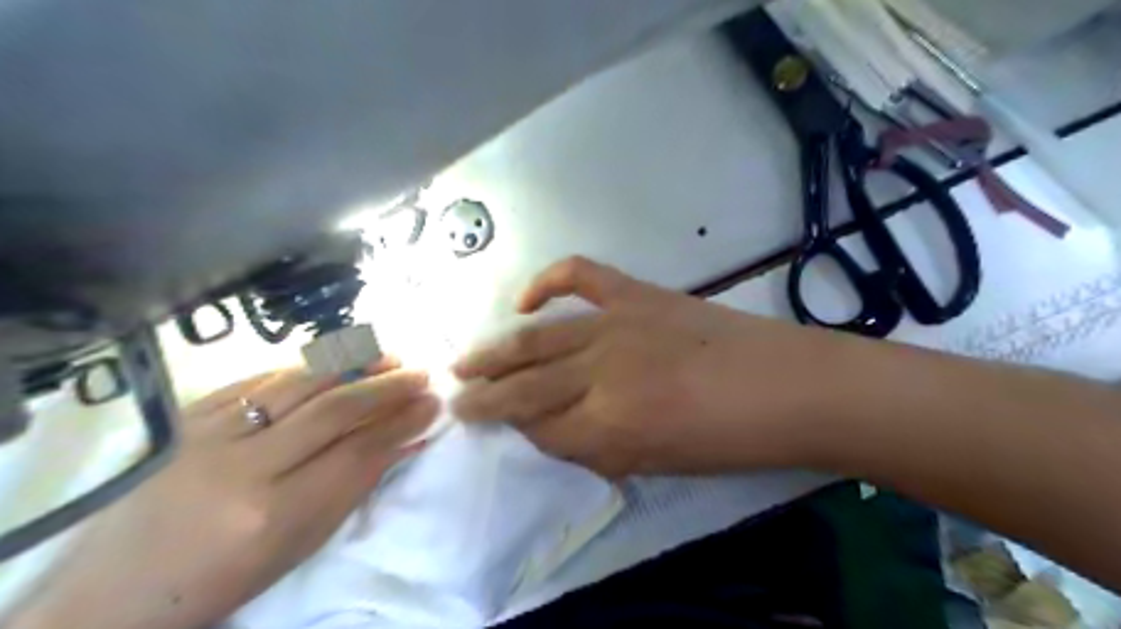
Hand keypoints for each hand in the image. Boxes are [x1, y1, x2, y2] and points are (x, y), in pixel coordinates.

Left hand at [7, 355, 436, 628]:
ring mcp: (209, 434)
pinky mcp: (189, 415)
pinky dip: (308, 366)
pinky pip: (260, 378)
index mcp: (274, 515)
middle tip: (421, 375)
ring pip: (299, 383)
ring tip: (389, 358)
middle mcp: (243, 467)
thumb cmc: (223, 577)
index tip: (432, 404)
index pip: (358, 453)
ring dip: (354, 365)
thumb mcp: (300, 544)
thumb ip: (356, 485)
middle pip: (335, 410)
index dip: (402, 423)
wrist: (116, 588)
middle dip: (388, 387)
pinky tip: (337, 361)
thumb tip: (405, 439)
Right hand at [450, 255, 844, 476]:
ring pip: (537, 339)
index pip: (538, 429)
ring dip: (494, 351)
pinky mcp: (637, 294)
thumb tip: (556, 431)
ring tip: (463, 360)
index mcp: (609, 428)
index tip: (499, 427)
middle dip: (482, 396)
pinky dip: (546, 282)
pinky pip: (580, 276)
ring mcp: (617, 325)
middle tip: (453, 397)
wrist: (787, 387)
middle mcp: (601, 374)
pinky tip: (525, 301)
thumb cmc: (729, 441)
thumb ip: (597, 448)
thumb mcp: (656, 465)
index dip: (514, 430)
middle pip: (524, 386)